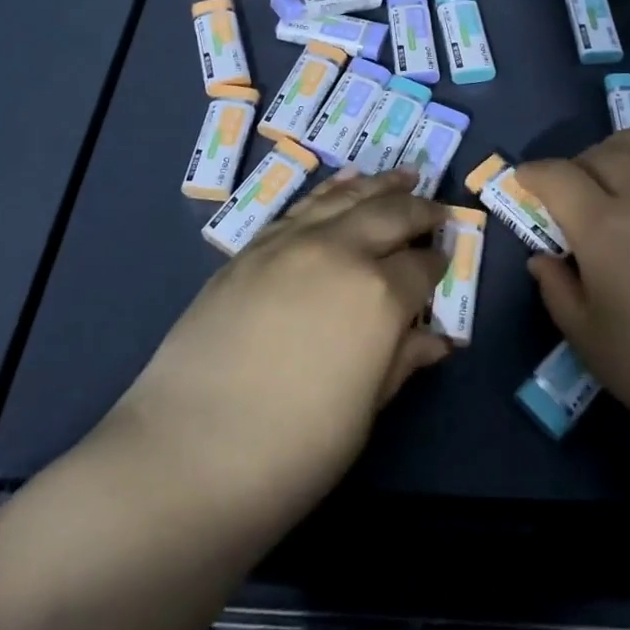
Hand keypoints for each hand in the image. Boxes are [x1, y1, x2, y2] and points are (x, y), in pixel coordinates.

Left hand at [96, 171, 450, 532]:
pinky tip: (344, 184)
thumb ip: (401, 361)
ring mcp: (292, 243)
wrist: (185, 453)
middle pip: (391, 215)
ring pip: (347, 197)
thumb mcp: (363, 412)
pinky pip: (304, 205)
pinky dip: (333, 190)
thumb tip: (436, 339)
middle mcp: (340, 252)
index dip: (437, 266)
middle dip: (420, 210)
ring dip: (380, 185)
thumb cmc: (292, 451)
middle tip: (436, 210)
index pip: (421, 267)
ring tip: (403, 175)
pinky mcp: (253, 247)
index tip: (443, 266)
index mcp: (379, 295)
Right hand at [519, 129, 629, 476]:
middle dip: (573, 169)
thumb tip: (544, 257)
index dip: (531, 175)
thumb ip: (557, 291)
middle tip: (572, 200)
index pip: (555, 175)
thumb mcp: (592, 345)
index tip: (524, 185)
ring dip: (615, 154)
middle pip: (597, 152)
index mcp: (605, 228)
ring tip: (616, 184)